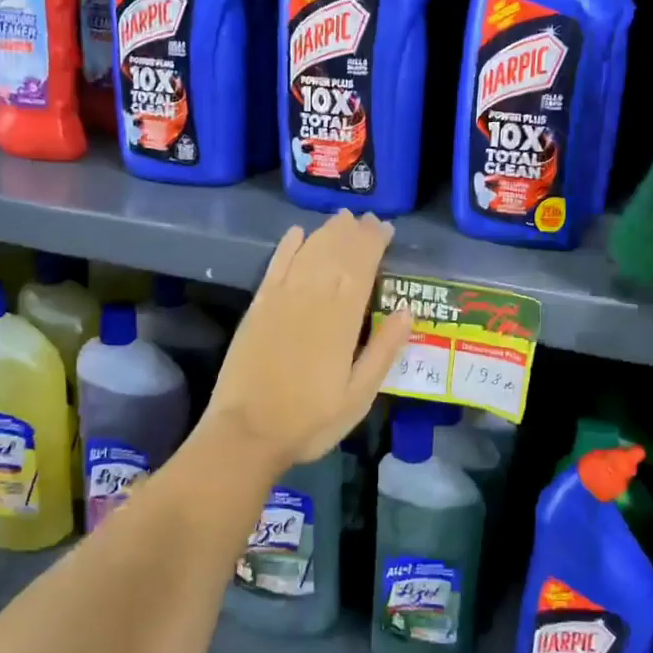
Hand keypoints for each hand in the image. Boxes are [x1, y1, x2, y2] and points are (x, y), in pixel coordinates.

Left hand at [201, 211, 412, 468]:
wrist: (246, 432)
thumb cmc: (310, 419)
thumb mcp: (359, 395)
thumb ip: (383, 350)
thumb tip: (405, 311)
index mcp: (341, 318)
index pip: (361, 266)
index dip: (374, 243)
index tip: (386, 228)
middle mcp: (311, 297)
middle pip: (336, 252)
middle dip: (354, 232)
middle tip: (369, 220)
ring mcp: (281, 298)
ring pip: (308, 252)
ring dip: (327, 233)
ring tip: (342, 220)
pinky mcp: (258, 306)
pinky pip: (276, 265)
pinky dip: (288, 246)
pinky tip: (297, 233)